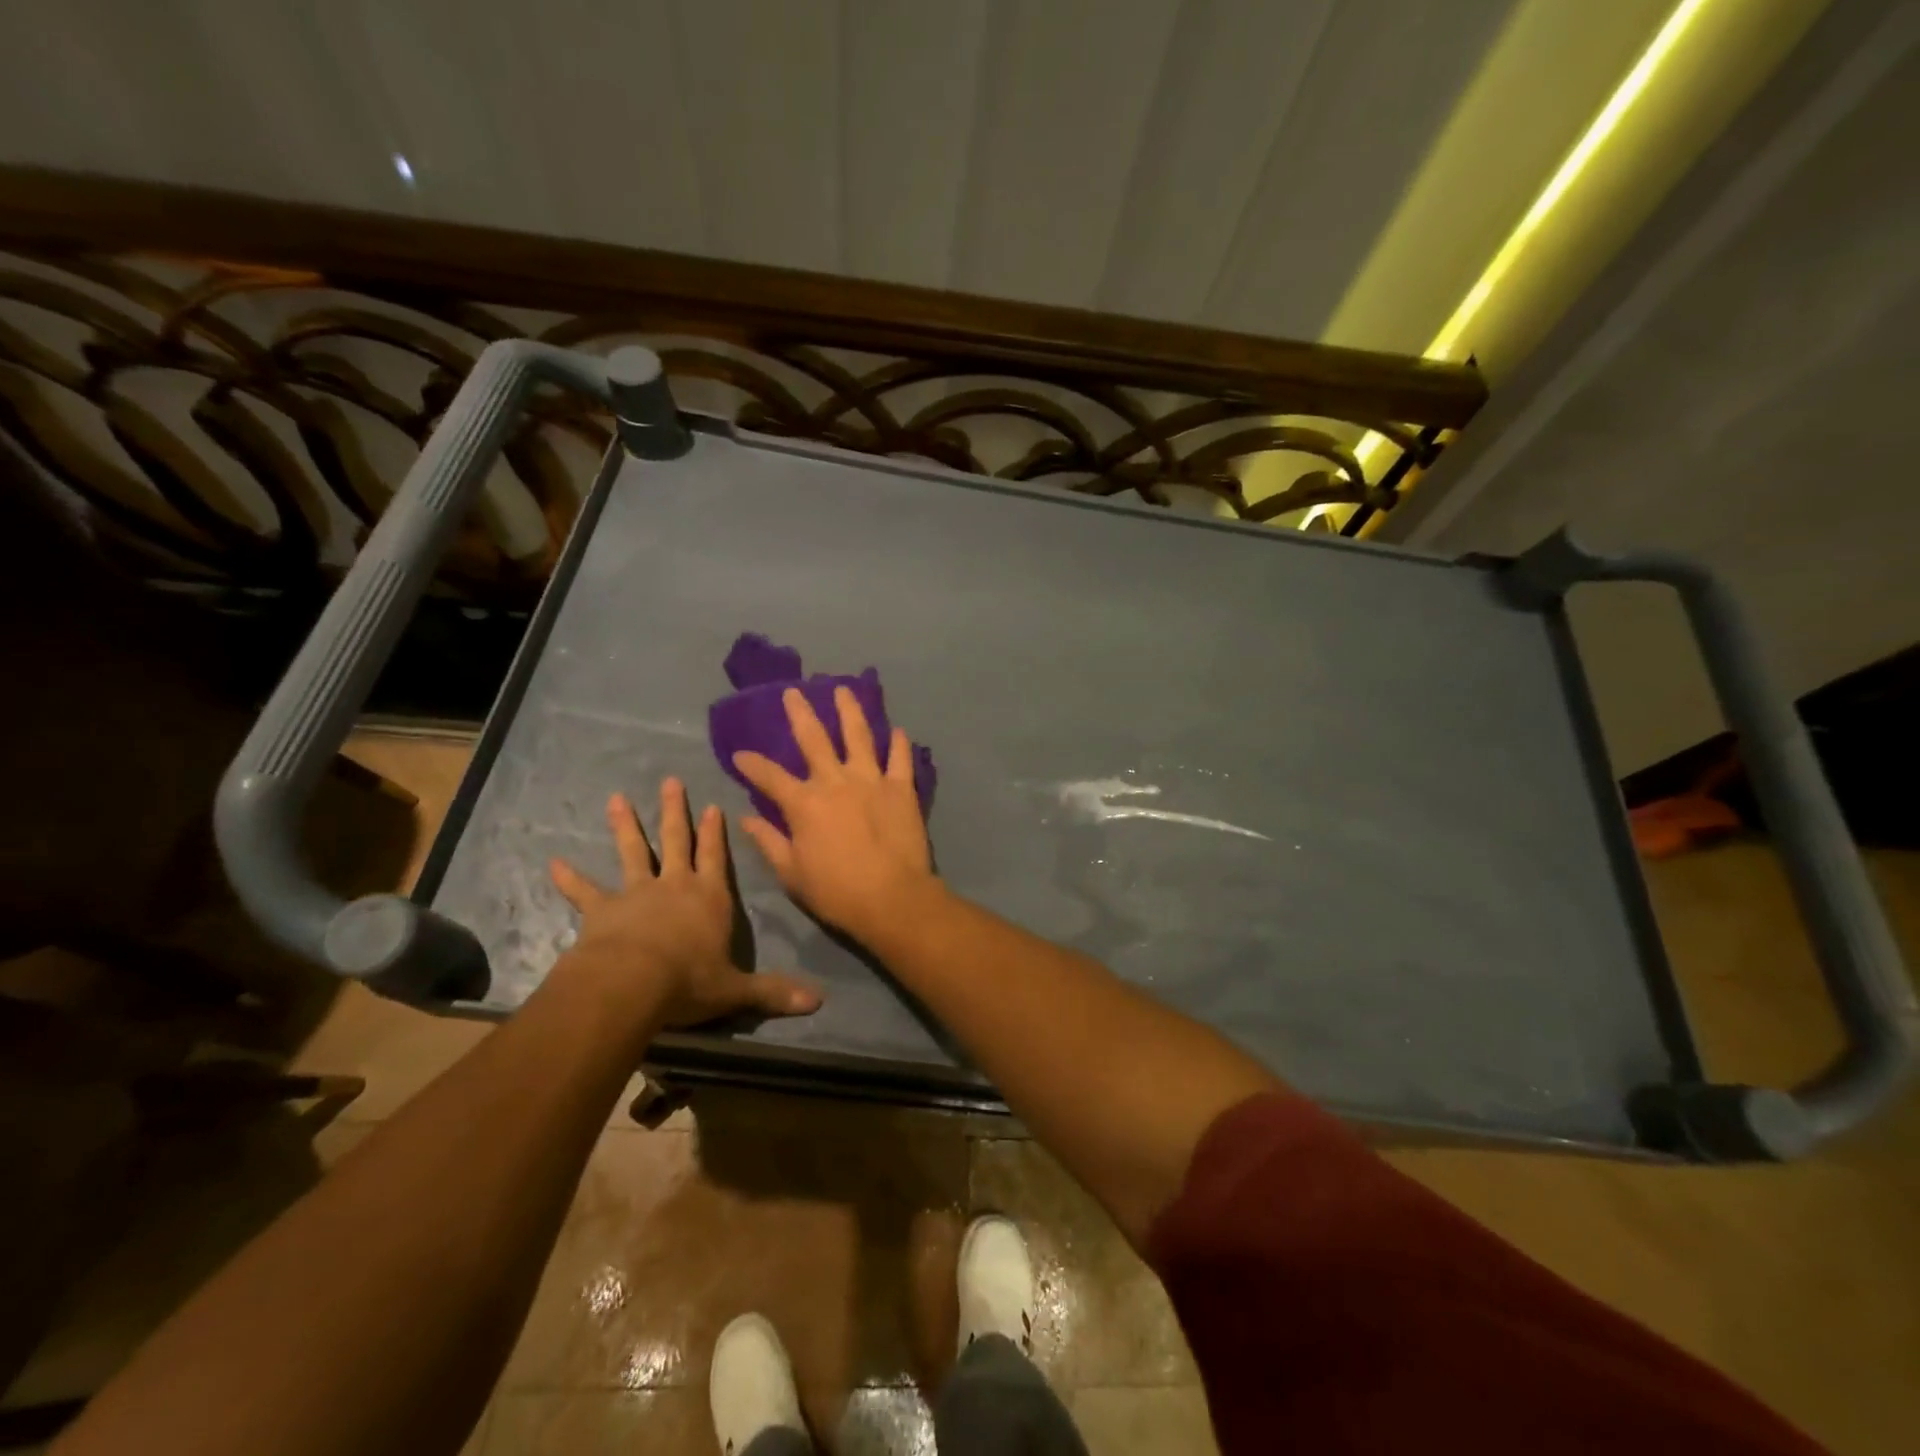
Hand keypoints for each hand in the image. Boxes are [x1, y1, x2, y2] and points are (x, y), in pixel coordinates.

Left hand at [549, 779, 821, 1026]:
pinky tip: (553, 863)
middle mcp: (676, 885)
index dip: (716, 832)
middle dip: (675, 811)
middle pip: (677, 841)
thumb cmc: (690, 982)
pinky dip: (569, 879)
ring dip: (625, 826)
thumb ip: (774, 992)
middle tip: (669, 781)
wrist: (632, 984)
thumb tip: (819, 1002)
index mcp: (710, 897)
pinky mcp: (603, 910)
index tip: (714, 805)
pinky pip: (584, 891)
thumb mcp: (736, 990)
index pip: (717, 857)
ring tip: (616, 799)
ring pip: (633, 852)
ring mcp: (637, 893)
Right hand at [732, 686, 940, 940]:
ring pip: (859, 735)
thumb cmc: (836, 891)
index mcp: (804, 803)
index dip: (751, 764)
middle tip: (794, 691)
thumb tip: (746, 819)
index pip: (770, 776)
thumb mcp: (792, 873)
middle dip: (800, 713)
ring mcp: (871, 780)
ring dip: (850, 711)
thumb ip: (769, 842)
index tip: (739, 754)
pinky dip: (899, 743)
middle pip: (814, 739)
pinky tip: (898, 730)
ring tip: (844, 690)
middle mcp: (835, 781)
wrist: (892, 898)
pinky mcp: (902, 788)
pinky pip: (900, 758)